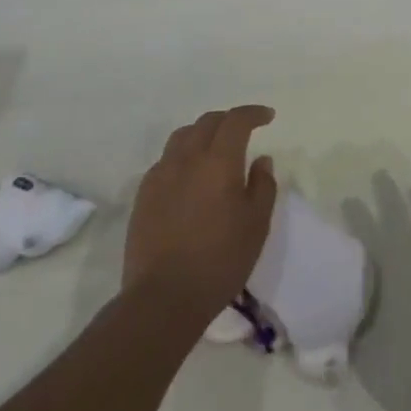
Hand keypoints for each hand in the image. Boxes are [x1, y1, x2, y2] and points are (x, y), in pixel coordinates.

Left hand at [124, 106, 277, 315]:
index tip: (268, 117)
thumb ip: (263, 185)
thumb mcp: (257, 224)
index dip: (253, 113)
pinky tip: (189, 175)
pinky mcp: (143, 195)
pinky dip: (183, 155)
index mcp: (218, 161)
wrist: (163, 297)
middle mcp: (187, 158)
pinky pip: (166, 160)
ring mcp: (160, 175)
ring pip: (182, 136)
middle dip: (229, 119)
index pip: (236, 120)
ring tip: (215, 148)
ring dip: (203, 133)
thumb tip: (261, 159)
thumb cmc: (220, 260)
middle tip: (244, 130)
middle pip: (207, 122)